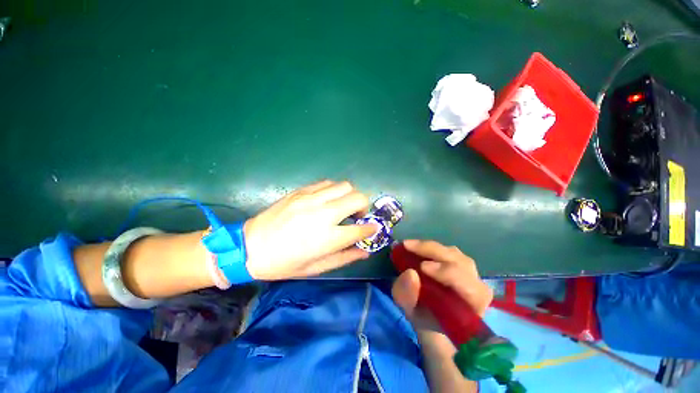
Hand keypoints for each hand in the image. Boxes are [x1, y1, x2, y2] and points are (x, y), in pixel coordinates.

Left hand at [243, 180, 378, 279]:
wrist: (250, 247)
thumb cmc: (284, 263)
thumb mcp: (316, 268)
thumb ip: (344, 258)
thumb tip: (365, 251)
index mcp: (327, 238)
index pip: (361, 229)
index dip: (371, 229)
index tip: (373, 228)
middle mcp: (323, 214)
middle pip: (358, 199)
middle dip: (365, 207)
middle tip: (357, 216)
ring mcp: (311, 199)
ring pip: (345, 186)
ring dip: (350, 196)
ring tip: (343, 206)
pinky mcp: (301, 191)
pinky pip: (327, 183)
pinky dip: (334, 190)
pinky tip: (328, 199)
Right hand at [391, 240, 492, 331]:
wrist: (434, 320)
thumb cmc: (428, 321)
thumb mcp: (413, 315)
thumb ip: (409, 298)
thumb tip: (410, 273)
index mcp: (474, 305)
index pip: (469, 286)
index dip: (448, 273)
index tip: (422, 268)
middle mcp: (476, 284)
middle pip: (459, 262)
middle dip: (433, 252)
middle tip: (407, 246)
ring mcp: (468, 270)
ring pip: (452, 253)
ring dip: (429, 248)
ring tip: (409, 246)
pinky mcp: (457, 262)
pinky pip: (445, 250)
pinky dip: (428, 247)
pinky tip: (414, 247)